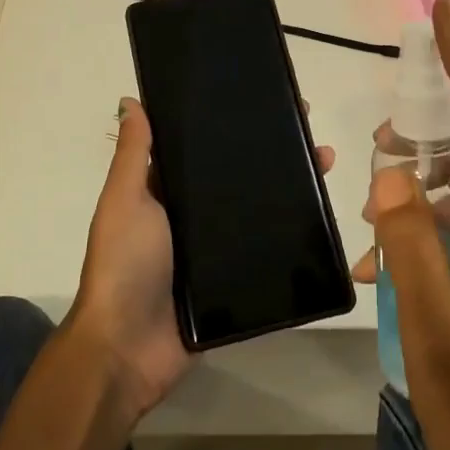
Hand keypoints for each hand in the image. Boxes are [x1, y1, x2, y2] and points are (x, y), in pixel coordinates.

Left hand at [67, 96, 335, 423]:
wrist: (128, 348)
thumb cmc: (124, 263)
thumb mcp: (125, 200)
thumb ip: (134, 155)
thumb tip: (131, 101)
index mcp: (164, 191)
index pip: (201, 148)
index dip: (229, 125)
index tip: (264, 101)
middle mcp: (190, 215)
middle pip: (236, 176)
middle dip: (271, 153)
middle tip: (310, 131)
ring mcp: (213, 250)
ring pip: (256, 210)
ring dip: (289, 187)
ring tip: (325, 163)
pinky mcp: (231, 281)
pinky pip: (263, 251)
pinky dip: (289, 234)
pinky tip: (321, 214)